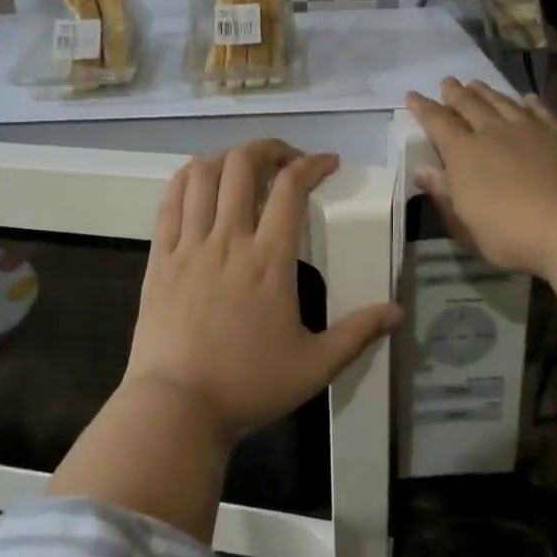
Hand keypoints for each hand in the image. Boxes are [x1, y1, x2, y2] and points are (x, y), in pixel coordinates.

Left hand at [121, 140, 401, 444]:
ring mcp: (188, 245)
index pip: (292, 188)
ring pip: (201, 174)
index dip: (312, 164)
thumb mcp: (315, 366)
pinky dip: (185, 180)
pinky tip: (198, 184)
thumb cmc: (248, 385)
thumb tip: (398, 311)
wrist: (176, 407)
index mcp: (269, 260)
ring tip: (242, 169)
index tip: (327, 163)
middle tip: (285, 160)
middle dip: (268, 149)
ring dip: (225, 159)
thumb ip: (358, 333)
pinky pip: (168, 201)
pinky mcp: (158, 258)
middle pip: (242, 165)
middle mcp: (228, 240)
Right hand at [406, 77, 556, 278]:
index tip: (412, 96)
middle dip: (455, 93)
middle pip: (470, 105)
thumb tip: (423, 172)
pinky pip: (540, 111)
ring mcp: (529, 131)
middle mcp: (493, 133)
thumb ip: (444, 195)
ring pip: (502, 102)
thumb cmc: (510, 234)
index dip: (423, 108)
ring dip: (487, 92)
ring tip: (477, 83)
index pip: (438, 123)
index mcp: (464, 154)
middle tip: (447, 82)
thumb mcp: (465, 224)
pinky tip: (527, 98)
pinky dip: (530, 102)